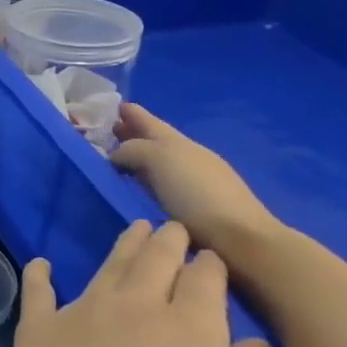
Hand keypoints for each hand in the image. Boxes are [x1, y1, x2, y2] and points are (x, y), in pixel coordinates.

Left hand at [5, 222, 269, 346]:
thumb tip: (255, 342)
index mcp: (191, 325)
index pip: (204, 282)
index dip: (209, 265)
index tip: (210, 254)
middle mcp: (138, 304)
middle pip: (156, 261)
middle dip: (167, 241)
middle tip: (170, 226)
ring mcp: (85, 308)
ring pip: (109, 266)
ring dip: (123, 245)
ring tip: (133, 229)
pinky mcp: (41, 321)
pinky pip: (40, 290)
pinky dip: (40, 275)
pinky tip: (40, 263)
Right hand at [110, 105, 279, 260]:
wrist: (239, 239)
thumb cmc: (197, 193)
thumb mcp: (159, 159)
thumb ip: (133, 150)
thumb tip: (116, 156)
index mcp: (180, 143)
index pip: (151, 123)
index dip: (133, 114)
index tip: (114, 106)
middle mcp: (188, 158)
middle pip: (154, 141)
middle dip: (132, 135)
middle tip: (107, 134)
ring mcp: (193, 184)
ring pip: (157, 164)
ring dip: (137, 160)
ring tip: (115, 164)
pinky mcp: (192, 210)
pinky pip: (160, 186)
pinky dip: (144, 182)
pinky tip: (135, 190)